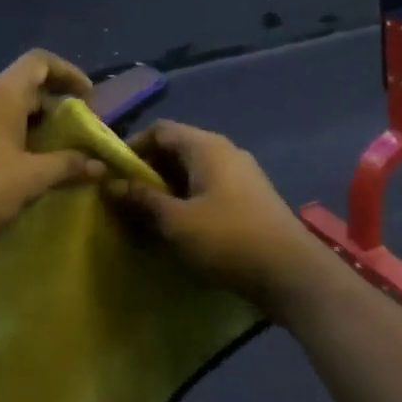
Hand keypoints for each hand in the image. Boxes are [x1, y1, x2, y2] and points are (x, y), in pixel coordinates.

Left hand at [0, 50, 104, 260]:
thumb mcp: (32, 179)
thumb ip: (68, 165)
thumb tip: (100, 164)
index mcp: (1, 94)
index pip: (39, 62)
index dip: (69, 73)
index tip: (89, 99)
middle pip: (26, 86)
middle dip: (57, 107)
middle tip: (78, 134)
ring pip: (8, 110)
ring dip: (36, 126)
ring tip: (57, 154)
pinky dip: (16, 138)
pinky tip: (25, 168)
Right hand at [106, 120, 324, 305]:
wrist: (291, 272)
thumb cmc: (228, 239)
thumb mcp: (176, 221)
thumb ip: (142, 199)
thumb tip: (110, 183)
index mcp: (207, 147)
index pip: (160, 129)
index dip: (132, 146)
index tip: (110, 172)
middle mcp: (225, 152)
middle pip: (176, 149)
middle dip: (147, 171)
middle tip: (123, 198)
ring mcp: (241, 175)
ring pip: (193, 172)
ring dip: (167, 189)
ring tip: (144, 216)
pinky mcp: (249, 199)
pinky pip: (209, 189)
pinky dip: (187, 201)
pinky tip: (177, 227)